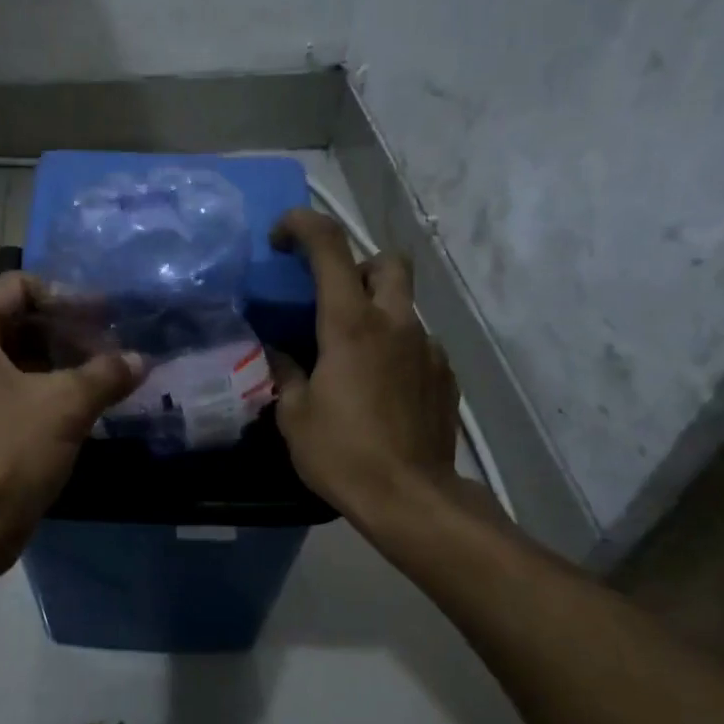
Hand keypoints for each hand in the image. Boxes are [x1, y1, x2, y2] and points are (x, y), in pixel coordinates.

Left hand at [0, 273, 141, 584]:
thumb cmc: (4, 451)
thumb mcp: (63, 405)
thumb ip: (106, 374)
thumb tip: (142, 358)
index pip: (20, 286)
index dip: (67, 296)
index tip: (108, 316)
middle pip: (23, 321)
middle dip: (72, 331)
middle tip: (118, 345)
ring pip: (26, 358)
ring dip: (69, 363)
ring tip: (115, 373)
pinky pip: (23, 391)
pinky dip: (57, 391)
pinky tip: (96, 402)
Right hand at [269, 209, 460, 518]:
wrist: (410, 498)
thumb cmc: (342, 453)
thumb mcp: (293, 415)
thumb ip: (284, 373)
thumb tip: (279, 353)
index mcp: (351, 324)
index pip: (329, 247)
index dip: (302, 226)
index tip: (280, 236)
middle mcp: (395, 323)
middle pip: (387, 262)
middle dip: (358, 266)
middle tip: (332, 298)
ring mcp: (426, 348)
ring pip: (404, 305)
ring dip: (376, 313)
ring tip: (352, 357)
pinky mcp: (444, 375)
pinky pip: (416, 343)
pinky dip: (394, 349)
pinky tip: (379, 388)